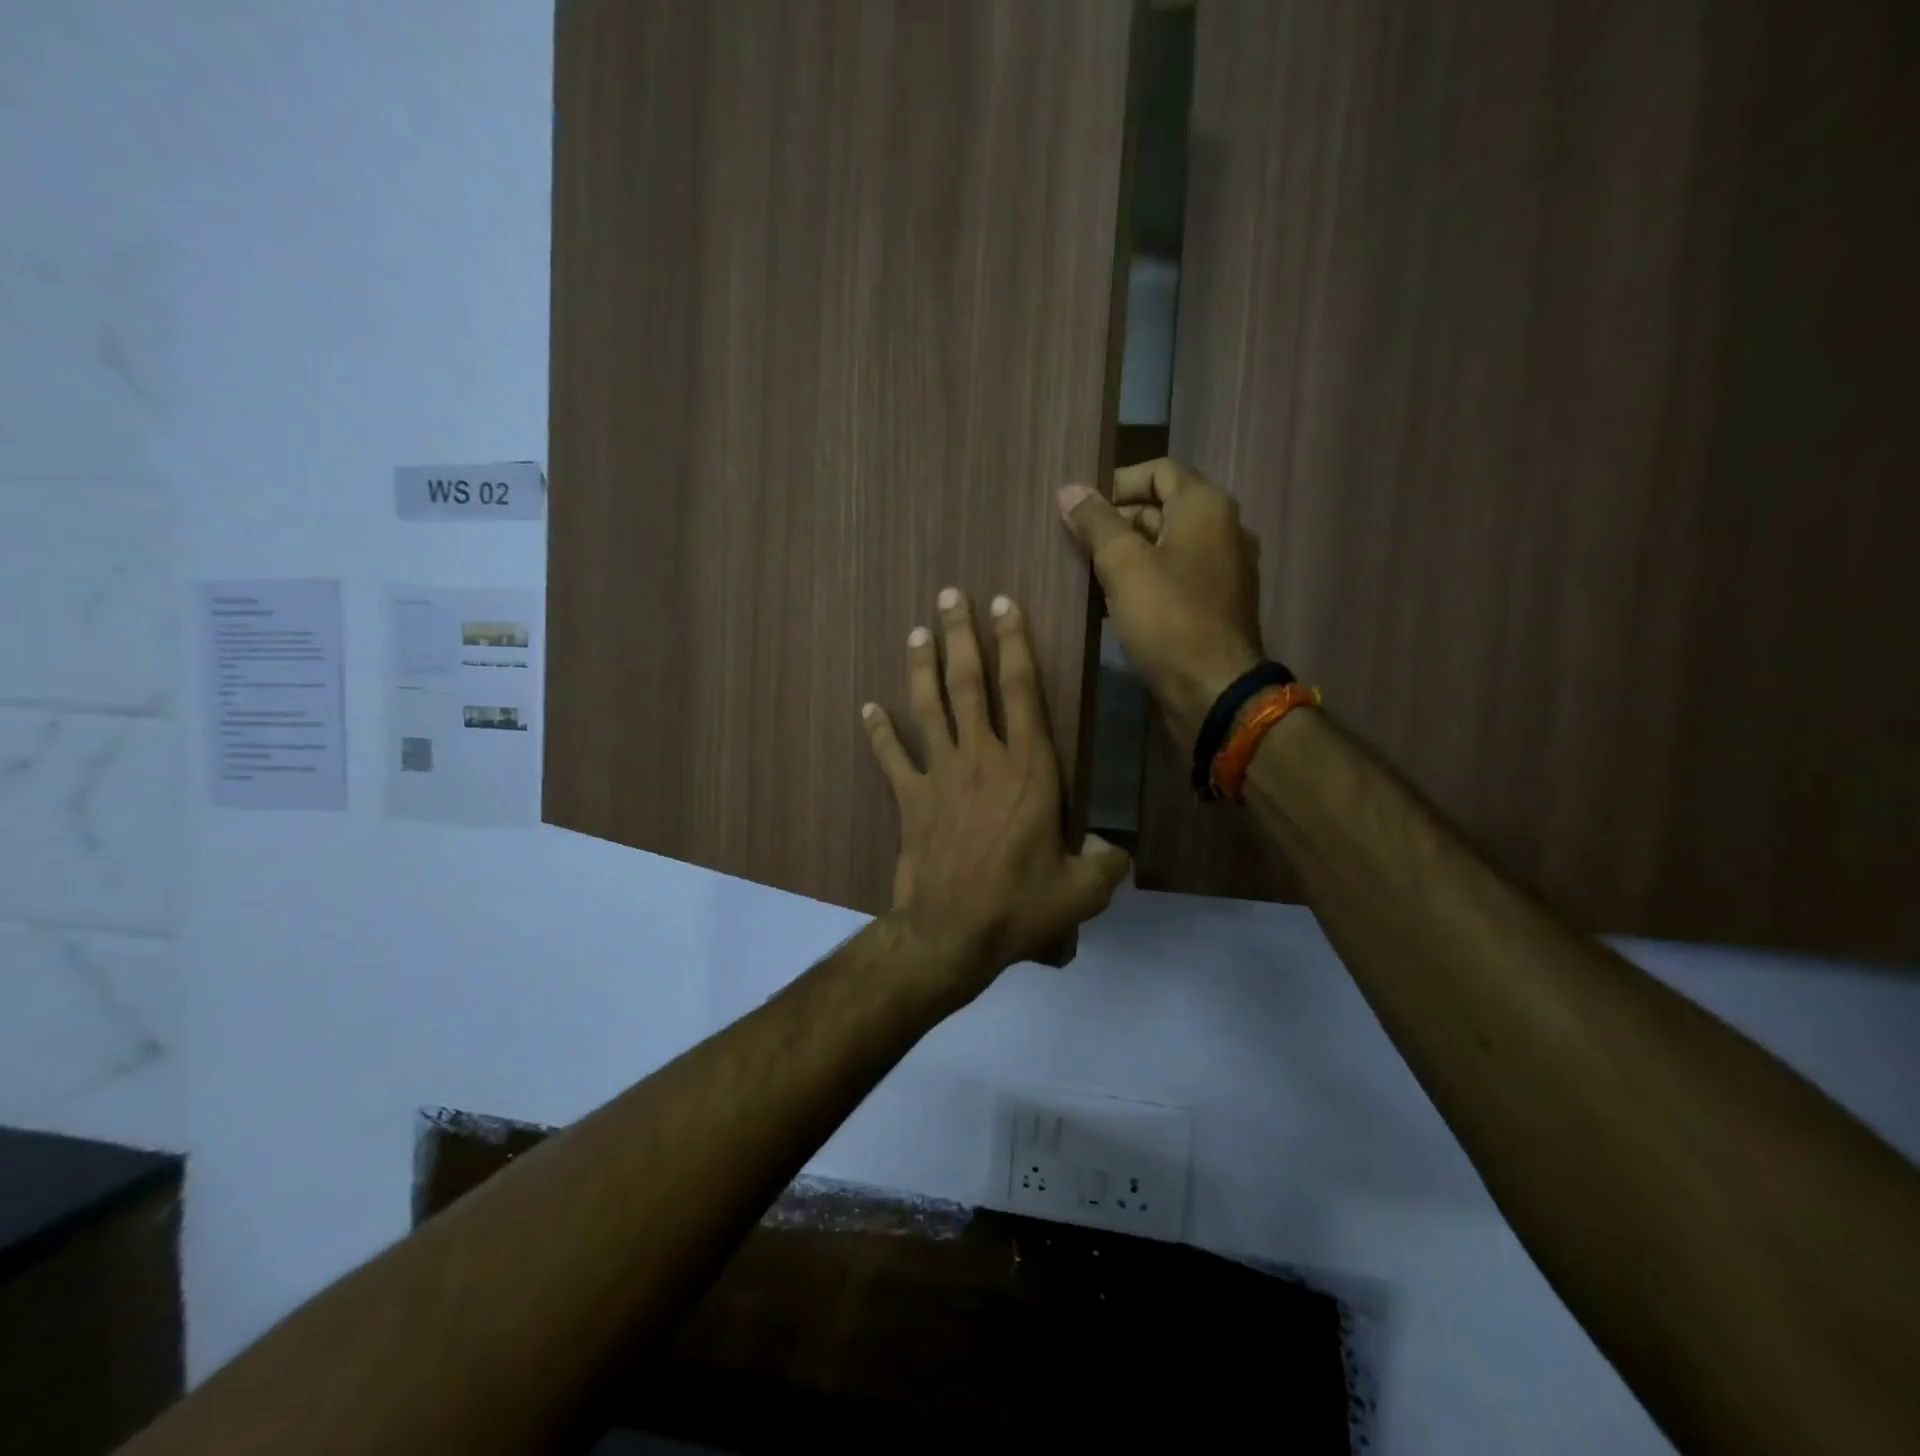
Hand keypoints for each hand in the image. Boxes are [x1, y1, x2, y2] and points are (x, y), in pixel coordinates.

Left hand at [861, 588, 1130, 993]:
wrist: (952, 934)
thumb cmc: (1021, 907)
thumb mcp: (1083, 891)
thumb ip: (1106, 862)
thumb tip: (1114, 849)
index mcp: (1030, 770)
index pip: (1022, 690)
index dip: (1014, 643)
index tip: (1004, 605)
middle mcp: (983, 759)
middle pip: (970, 684)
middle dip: (962, 636)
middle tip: (951, 595)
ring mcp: (941, 776)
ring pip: (930, 708)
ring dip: (922, 667)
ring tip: (917, 632)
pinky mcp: (911, 800)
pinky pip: (892, 758)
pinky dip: (879, 732)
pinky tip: (867, 707)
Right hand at [1058, 459, 1265, 739]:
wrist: (1212, 690)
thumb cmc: (1167, 618)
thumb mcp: (1122, 564)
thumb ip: (1095, 523)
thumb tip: (1069, 490)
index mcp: (1205, 507)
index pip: (1159, 471)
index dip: (1116, 484)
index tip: (1081, 511)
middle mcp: (1223, 529)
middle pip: (1162, 508)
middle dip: (1117, 523)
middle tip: (1077, 547)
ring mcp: (1224, 570)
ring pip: (1166, 547)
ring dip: (1127, 556)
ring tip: (1087, 576)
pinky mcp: (1216, 605)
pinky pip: (1176, 578)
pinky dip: (1145, 582)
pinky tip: (1113, 604)